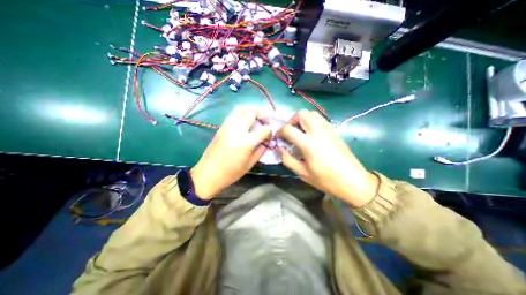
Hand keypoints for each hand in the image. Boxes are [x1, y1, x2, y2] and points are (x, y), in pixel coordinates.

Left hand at [190, 109, 271, 200]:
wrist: (208, 173)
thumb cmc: (231, 173)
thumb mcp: (249, 164)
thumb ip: (260, 151)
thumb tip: (266, 142)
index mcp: (246, 143)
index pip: (264, 129)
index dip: (269, 130)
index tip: (269, 134)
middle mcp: (237, 130)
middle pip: (252, 112)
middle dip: (261, 114)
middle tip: (264, 120)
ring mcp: (227, 127)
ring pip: (240, 109)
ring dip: (250, 111)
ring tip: (254, 118)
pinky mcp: (221, 127)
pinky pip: (232, 115)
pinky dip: (241, 114)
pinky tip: (243, 123)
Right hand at [276, 109, 378, 207]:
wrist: (353, 181)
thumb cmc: (326, 180)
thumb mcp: (303, 173)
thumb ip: (288, 159)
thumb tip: (280, 148)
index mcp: (309, 144)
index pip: (289, 129)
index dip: (280, 131)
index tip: (279, 136)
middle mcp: (318, 132)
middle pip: (302, 114)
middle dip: (291, 120)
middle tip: (290, 131)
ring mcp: (328, 129)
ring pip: (312, 113)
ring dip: (302, 119)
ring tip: (300, 131)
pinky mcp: (335, 131)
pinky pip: (320, 119)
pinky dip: (312, 121)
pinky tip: (311, 133)